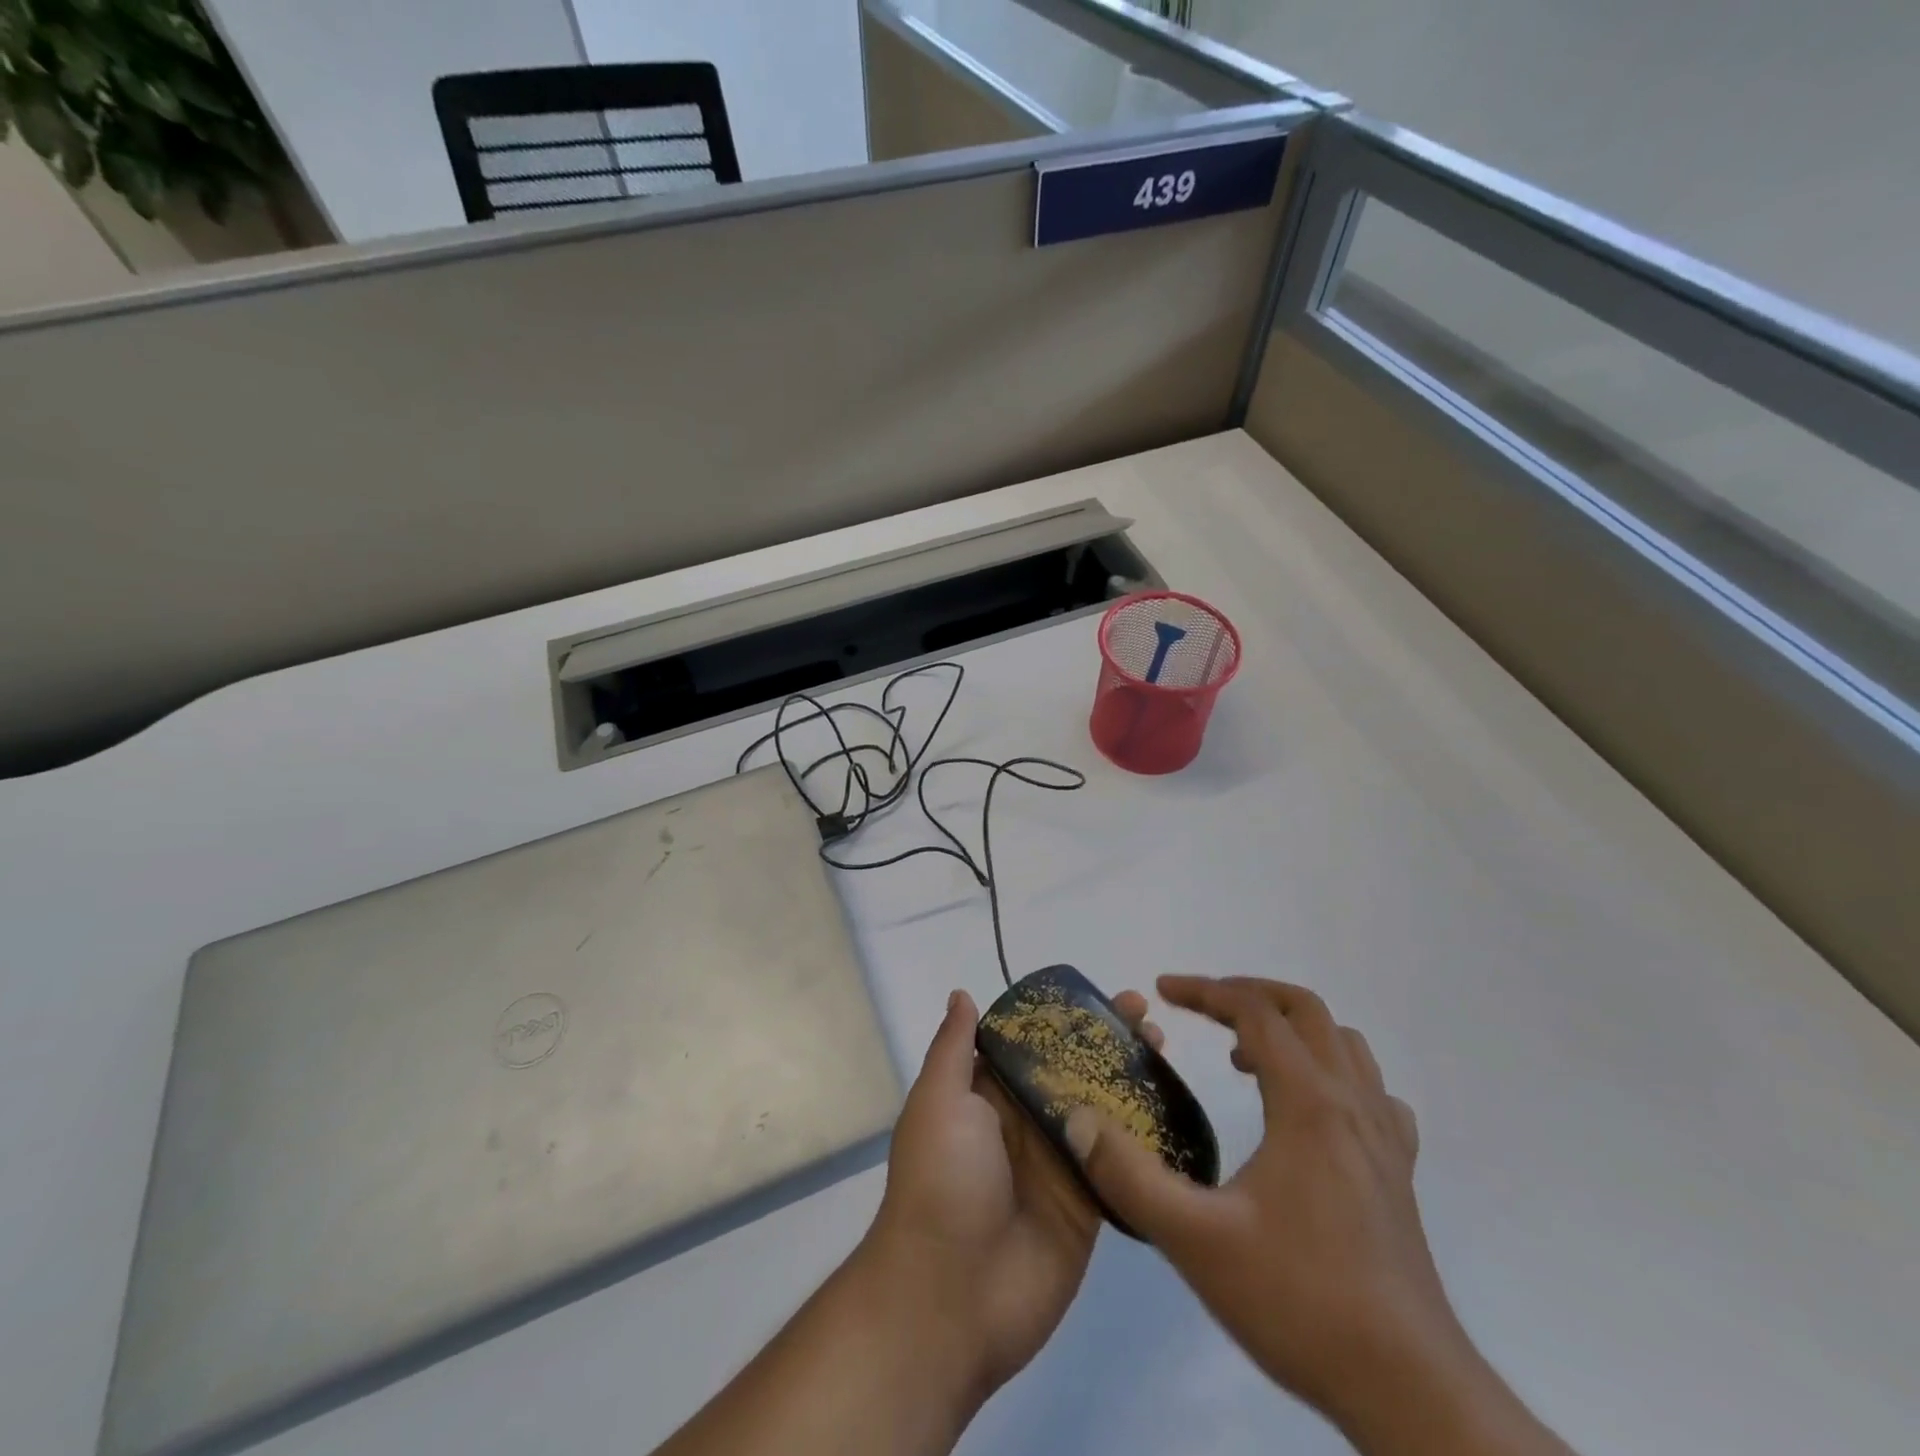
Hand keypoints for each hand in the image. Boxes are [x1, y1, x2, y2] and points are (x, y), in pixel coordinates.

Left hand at [862, 986, 1163, 1398]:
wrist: (950, 1298)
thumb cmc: (941, 1181)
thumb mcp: (939, 1101)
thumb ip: (955, 1048)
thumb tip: (962, 994)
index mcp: (988, 1094)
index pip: (1032, 1042)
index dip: (1065, 1017)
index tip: (1101, 995)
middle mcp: (1025, 1122)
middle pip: (1073, 1070)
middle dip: (1107, 1041)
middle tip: (1147, 1016)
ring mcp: (1059, 1163)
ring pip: (1102, 1109)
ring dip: (1132, 1078)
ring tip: (1165, 1047)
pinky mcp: (1088, 1204)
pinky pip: (1120, 1162)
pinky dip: (1144, 1135)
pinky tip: (1176, 1106)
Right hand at [1063, 976, 1465, 1429]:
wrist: (1411, 1394)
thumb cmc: (1301, 1304)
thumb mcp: (1196, 1242)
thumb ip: (1129, 1177)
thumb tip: (1076, 1120)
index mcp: (1309, 1103)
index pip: (1255, 1012)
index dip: (1204, 990)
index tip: (1162, 989)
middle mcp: (1352, 1104)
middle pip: (1305, 1010)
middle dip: (1248, 994)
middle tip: (1202, 1008)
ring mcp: (1385, 1139)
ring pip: (1344, 1044)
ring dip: (1291, 1029)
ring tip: (1245, 1055)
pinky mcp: (1400, 1174)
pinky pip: (1372, 1093)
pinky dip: (1334, 1073)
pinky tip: (1309, 1110)